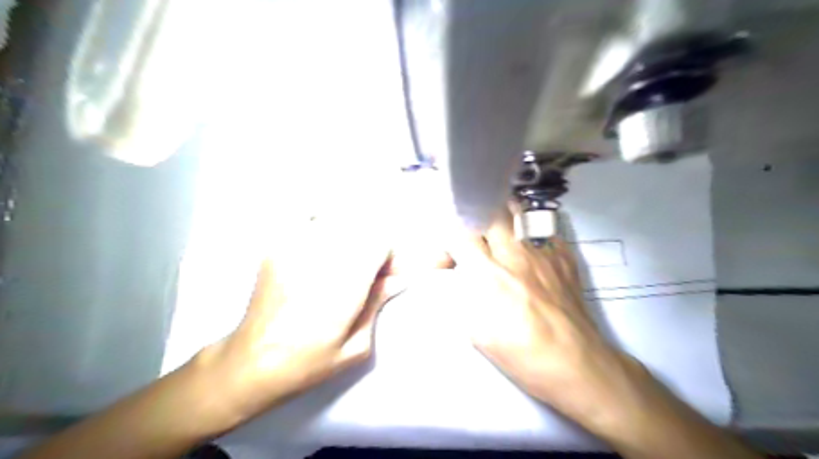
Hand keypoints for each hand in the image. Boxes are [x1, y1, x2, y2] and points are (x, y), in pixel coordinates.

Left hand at [189, 215, 399, 426]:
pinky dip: (321, 222)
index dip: (390, 256)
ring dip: (350, 231)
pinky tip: (322, 243)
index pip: (380, 241)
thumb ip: (377, 305)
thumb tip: (396, 280)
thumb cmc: (308, 362)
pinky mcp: (275, 247)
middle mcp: (320, 258)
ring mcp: (294, 248)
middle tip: (370, 269)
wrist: (251, 362)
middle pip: (360, 224)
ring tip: (346, 257)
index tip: (388, 276)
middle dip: (373, 243)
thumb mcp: (355, 347)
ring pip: (335, 217)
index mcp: (344, 285)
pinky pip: (306, 218)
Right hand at [461, 207, 663, 437]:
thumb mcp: (477, 331)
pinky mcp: (564, 257)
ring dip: (502, 221)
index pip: (460, 234)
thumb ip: (462, 295)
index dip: (448, 242)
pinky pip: (542, 232)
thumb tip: (457, 274)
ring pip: (518, 215)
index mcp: (489, 275)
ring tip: (498, 235)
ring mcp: (543, 252)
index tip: (449, 258)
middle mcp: (515, 255)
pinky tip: (529, 254)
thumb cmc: (521, 354)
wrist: (576, 364)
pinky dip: (530, 238)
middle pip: (489, 214)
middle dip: (475, 223)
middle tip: (474, 242)